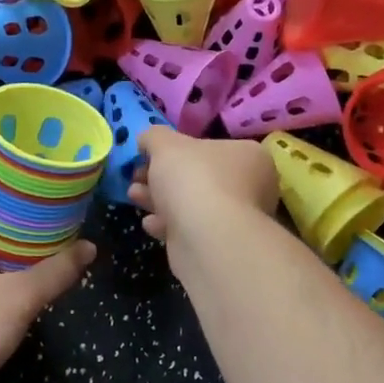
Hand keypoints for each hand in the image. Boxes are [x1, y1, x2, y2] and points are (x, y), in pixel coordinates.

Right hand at [127, 127, 278, 251]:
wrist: (207, 238)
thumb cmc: (193, 179)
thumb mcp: (166, 145)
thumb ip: (154, 137)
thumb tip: (147, 140)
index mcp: (247, 156)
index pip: (209, 147)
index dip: (175, 150)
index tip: (148, 156)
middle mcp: (250, 187)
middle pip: (197, 177)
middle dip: (160, 177)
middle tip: (136, 177)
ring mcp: (236, 219)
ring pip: (190, 204)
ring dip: (158, 199)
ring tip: (134, 195)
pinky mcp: (219, 245)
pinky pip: (189, 229)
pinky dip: (168, 224)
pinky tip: (150, 224)